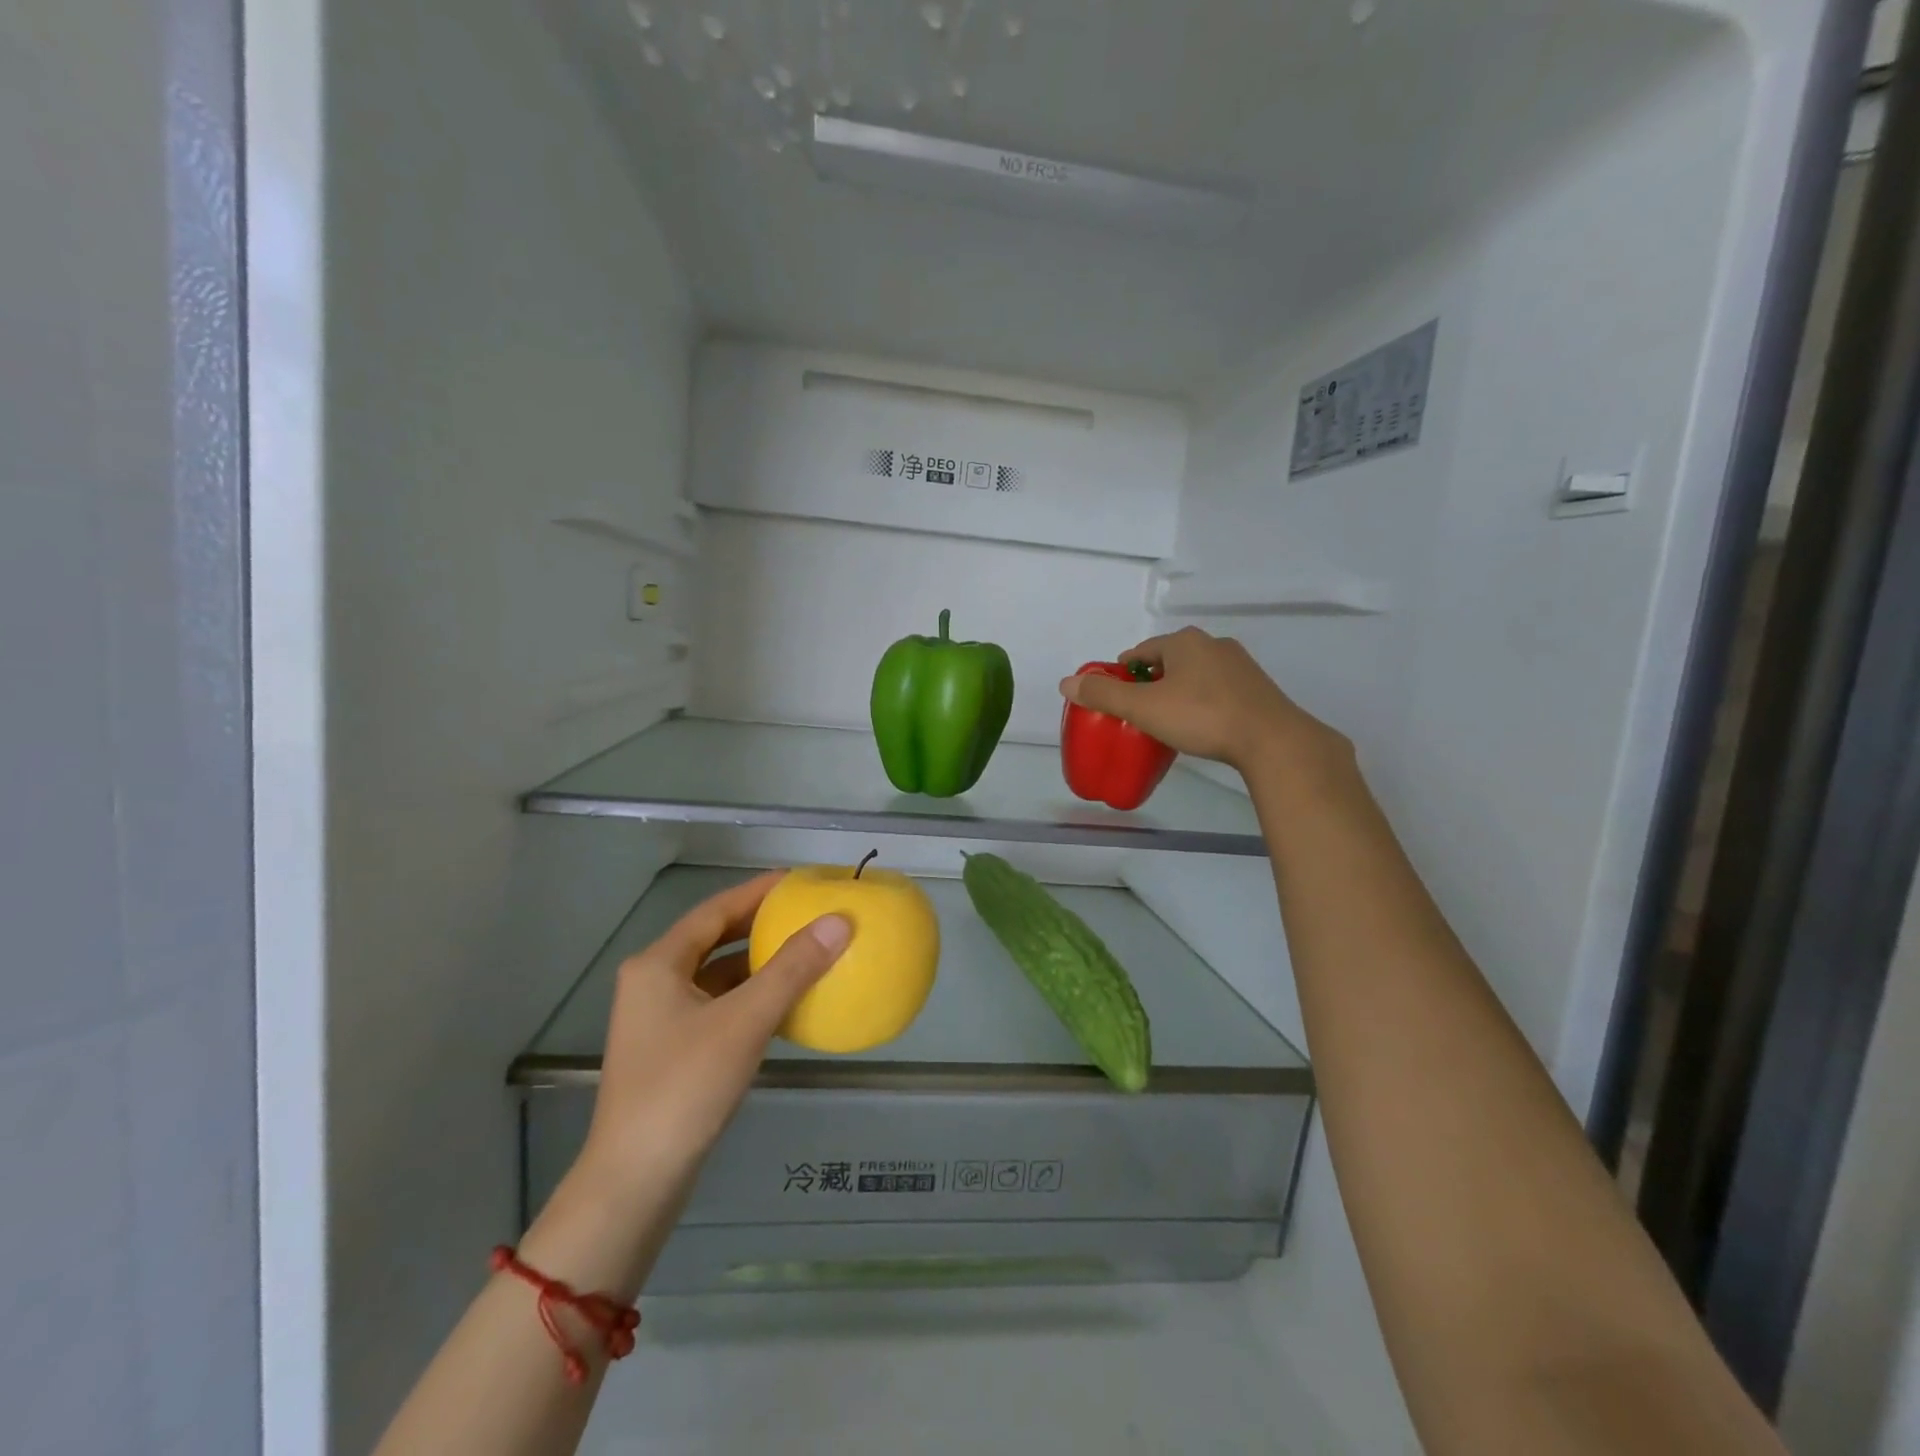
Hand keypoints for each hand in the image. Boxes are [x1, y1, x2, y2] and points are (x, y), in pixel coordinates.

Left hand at [573, 872, 850, 1208]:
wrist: (635, 1180)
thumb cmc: (685, 1087)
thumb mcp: (746, 1021)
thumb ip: (793, 969)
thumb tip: (839, 921)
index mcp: (658, 964)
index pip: (716, 909)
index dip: (758, 891)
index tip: (799, 880)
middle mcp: (652, 981)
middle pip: (713, 937)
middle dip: (759, 923)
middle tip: (806, 911)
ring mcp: (658, 1017)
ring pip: (715, 972)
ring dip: (756, 960)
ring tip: (802, 949)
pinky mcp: (670, 1048)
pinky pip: (716, 1003)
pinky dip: (748, 994)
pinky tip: (782, 1001)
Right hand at [1058, 626, 1348, 774]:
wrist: (1271, 740)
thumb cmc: (1202, 717)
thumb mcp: (1144, 708)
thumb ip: (1104, 695)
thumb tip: (1066, 683)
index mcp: (1184, 641)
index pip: (1142, 651)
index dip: (1124, 672)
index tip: (1117, 696)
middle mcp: (1213, 644)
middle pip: (1169, 660)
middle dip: (1152, 681)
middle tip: (1139, 711)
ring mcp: (1240, 664)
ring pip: (1196, 674)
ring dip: (1179, 691)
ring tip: (1169, 720)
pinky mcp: (1257, 688)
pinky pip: (1218, 689)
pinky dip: (1204, 702)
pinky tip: (1202, 725)